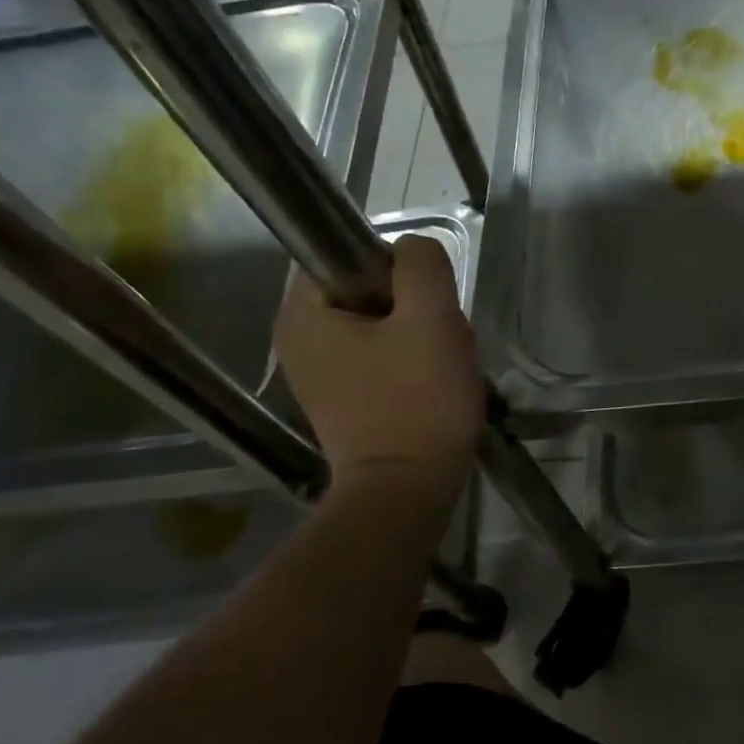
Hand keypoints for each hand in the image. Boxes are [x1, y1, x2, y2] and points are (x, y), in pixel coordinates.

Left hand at [274, 236, 483, 494]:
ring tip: (444, 366)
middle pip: (369, 292)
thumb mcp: (431, 318)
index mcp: (302, 314)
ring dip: (422, 337)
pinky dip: (413, 365)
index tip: (426, 304)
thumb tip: (414, 250)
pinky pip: (383, 359)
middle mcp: (299, 340)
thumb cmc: (417, 402)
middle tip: (442, 340)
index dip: (396, 270)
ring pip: (383, 326)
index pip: (347, 255)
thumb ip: (422, 265)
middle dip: (416, 308)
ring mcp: (320, 375)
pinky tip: (435, 386)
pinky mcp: (344, 401)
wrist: (407, 493)